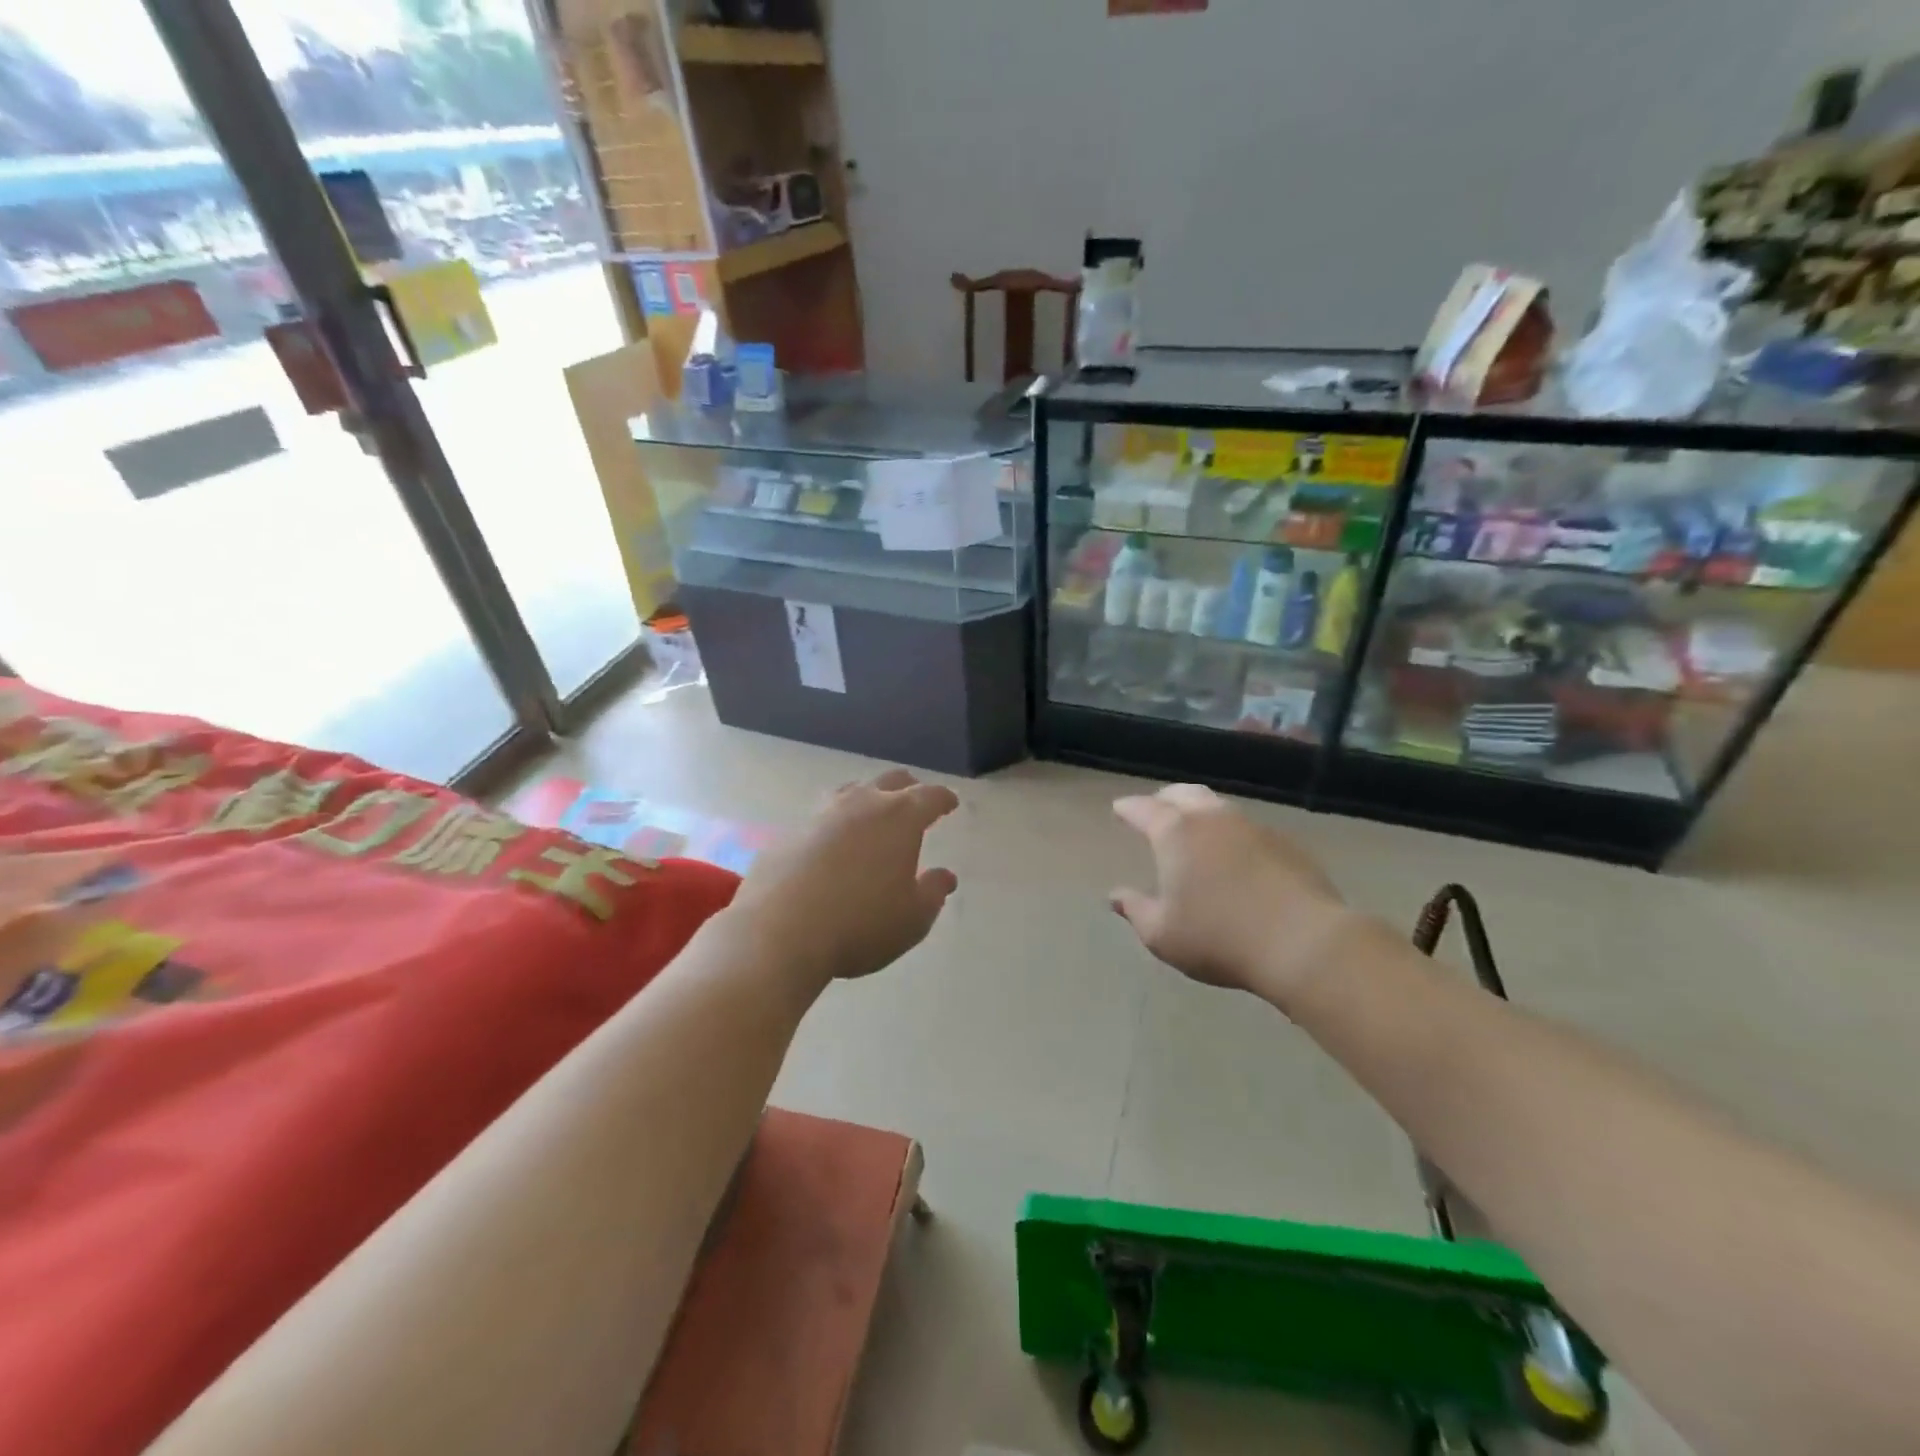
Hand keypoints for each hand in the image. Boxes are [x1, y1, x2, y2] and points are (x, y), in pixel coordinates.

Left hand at [727, 769, 958, 993]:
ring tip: (873, 816)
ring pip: (852, 791)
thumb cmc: (860, 924)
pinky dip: (836, 824)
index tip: (950, 803)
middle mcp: (861, 804)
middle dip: (909, 789)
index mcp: (899, 818)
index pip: (930, 797)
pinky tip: (834, 845)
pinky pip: (821, 817)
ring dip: (869, 798)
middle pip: (891, 781)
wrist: (778, 932)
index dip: (944, 799)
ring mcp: (820, 814)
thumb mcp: (912, 918)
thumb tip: (945, 876)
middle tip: (916, 802)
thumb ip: (933, 892)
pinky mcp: (789, 832)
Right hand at [1110, 784, 1354, 1010]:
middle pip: (1183, 794)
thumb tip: (1116, 896)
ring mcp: (1253, 827)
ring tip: (1195, 829)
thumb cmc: (1218, 939)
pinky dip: (1232, 834)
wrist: (1303, 942)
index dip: (1128, 809)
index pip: (1144, 809)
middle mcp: (1212, 819)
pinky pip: (1248, 829)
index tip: (1119, 809)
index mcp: (1175, 833)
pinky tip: (1235, 855)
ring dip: (1201, 813)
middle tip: (1156, 809)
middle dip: (1165, 798)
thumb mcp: (1162, 935)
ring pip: (1218, 807)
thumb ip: (1135, 910)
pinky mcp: (1286, 843)